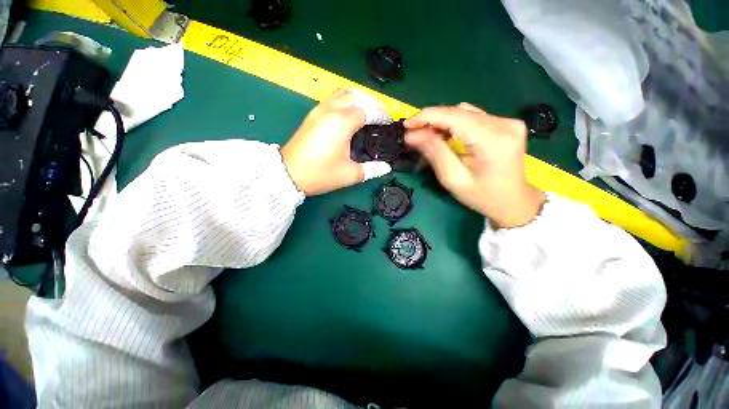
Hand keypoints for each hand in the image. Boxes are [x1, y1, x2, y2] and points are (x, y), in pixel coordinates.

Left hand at [281, 90, 391, 195]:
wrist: (288, 174)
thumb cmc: (320, 174)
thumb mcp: (349, 174)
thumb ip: (371, 169)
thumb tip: (385, 167)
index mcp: (342, 123)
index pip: (368, 110)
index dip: (380, 115)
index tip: (388, 122)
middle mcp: (330, 110)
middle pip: (356, 95)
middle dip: (371, 103)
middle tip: (380, 116)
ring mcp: (318, 110)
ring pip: (343, 94)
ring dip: (358, 100)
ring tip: (367, 114)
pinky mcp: (312, 115)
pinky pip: (333, 100)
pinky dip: (345, 103)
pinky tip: (349, 117)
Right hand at [405, 103, 544, 228]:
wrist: (514, 202)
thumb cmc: (483, 197)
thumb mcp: (454, 180)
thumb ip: (435, 153)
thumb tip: (413, 136)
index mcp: (493, 142)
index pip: (455, 117)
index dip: (428, 117)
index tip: (407, 124)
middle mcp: (504, 125)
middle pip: (459, 112)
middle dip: (431, 120)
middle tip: (413, 134)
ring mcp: (508, 122)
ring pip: (464, 112)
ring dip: (441, 122)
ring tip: (426, 136)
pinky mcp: (506, 124)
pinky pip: (473, 116)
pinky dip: (454, 123)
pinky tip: (444, 134)